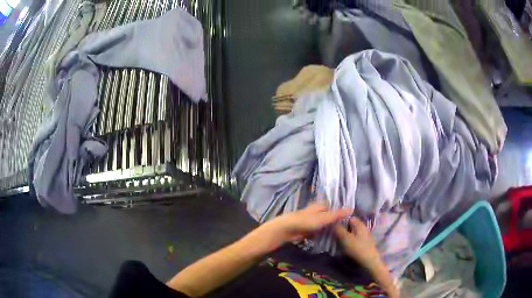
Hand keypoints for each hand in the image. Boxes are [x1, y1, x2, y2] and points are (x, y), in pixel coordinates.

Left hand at [256, 202, 351, 250]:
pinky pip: (317, 231)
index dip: (339, 211)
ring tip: (339, 234)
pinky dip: (321, 233)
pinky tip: (327, 238)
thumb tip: (352, 208)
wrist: (287, 229)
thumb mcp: (324, 218)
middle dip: (334, 220)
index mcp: (320, 206)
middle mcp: (315, 211)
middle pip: (327, 215)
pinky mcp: (306, 229)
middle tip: (345, 228)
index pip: (332, 207)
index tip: (348, 218)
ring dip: (327, 228)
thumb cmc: (306, 221)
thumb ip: (337, 214)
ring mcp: (310, 220)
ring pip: (322, 224)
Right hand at [334, 217, 381, 270]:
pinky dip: (348, 240)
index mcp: (359, 224)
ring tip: (336, 239)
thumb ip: (339, 229)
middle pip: (350, 225)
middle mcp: (363, 228)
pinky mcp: (363, 243)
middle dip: (342, 228)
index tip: (332, 224)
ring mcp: (364, 236)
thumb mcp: (345, 238)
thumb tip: (333, 222)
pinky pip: (354, 238)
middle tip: (332, 233)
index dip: (340, 219)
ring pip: (351, 232)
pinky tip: (343, 245)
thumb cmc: (357, 249)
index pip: (349, 217)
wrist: (369, 261)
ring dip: (344, 235)